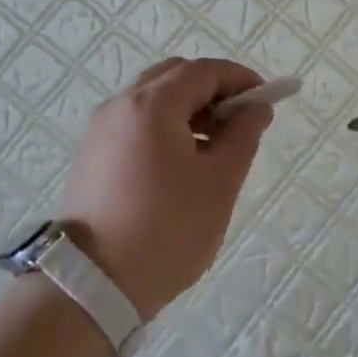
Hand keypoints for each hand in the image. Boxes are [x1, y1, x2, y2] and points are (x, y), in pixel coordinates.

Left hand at [57, 57, 273, 320]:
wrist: (91, 286)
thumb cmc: (166, 229)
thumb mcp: (219, 183)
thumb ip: (243, 135)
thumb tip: (256, 108)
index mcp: (151, 104)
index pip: (203, 70)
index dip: (239, 79)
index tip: (266, 101)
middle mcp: (120, 106)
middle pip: (174, 77)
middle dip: (212, 90)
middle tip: (240, 122)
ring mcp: (100, 131)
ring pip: (153, 100)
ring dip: (189, 110)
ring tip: (216, 148)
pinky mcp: (92, 156)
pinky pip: (135, 124)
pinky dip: (165, 128)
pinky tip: (182, 165)